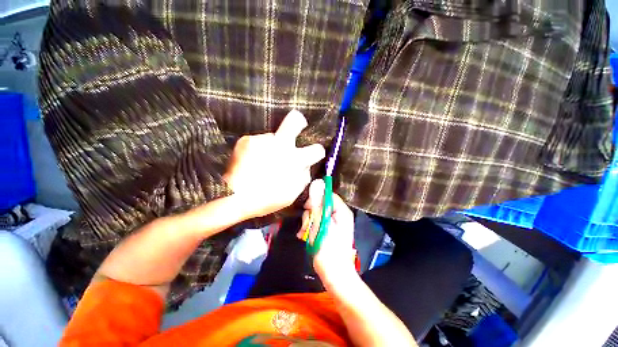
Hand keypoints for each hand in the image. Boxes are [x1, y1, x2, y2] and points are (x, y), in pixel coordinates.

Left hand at [224, 110, 324, 217]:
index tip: (313, 153)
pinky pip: (258, 142)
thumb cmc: (267, 199)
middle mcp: (281, 144)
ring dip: (272, 146)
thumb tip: (306, 166)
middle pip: (294, 120)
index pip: (316, 149)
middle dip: (298, 121)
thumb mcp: (292, 193)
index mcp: (295, 160)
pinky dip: (257, 150)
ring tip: (262, 161)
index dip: (317, 151)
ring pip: (273, 137)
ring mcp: (262, 140)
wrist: (235, 197)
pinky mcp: (247, 140)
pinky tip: (251, 162)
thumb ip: (303, 177)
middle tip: (297, 126)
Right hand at [298, 179, 356, 285]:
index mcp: (342, 211)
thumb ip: (318, 205)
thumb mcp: (322, 225)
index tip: (308, 206)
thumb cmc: (329, 251)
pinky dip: (310, 226)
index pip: (328, 194)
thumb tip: (316, 184)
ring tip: (306, 232)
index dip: (316, 198)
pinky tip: (305, 234)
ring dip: (309, 221)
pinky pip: (317, 221)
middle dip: (311, 212)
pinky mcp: (328, 229)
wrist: (334, 274)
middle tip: (307, 223)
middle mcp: (339, 214)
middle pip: (321, 203)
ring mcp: (333, 222)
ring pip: (317, 213)